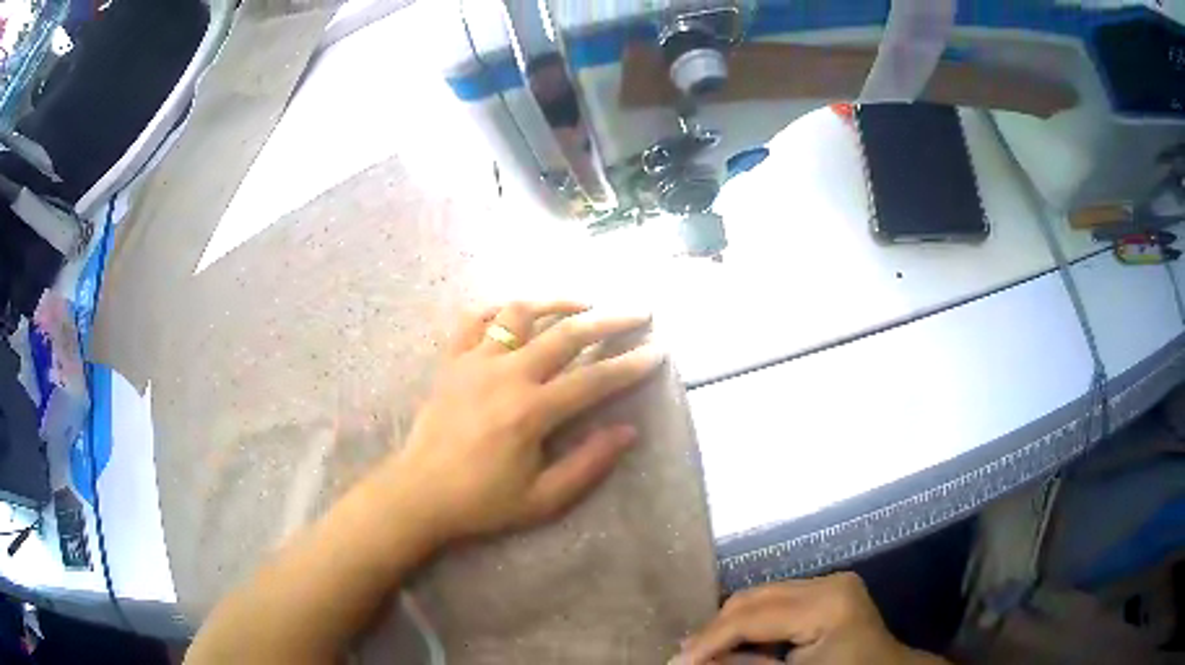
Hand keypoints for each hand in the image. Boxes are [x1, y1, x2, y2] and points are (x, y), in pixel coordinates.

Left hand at [379, 301, 663, 546]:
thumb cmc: (481, 502)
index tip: (658, 351)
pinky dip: (499, 310)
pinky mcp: (451, 362)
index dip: (630, 365)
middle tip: (637, 312)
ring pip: (519, 313)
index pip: (593, 379)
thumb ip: (587, 464)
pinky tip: (517, 313)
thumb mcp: (542, 499)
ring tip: (582, 303)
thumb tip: (627, 431)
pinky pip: (474, 321)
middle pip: (566, 334)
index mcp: (530, 412)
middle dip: (609, 320)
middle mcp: (505, 375)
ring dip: (555, 303)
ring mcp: (474, 362)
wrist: (419, 494)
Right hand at [677, 573, 948, 664]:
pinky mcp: (829, 591)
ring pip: (761, 597)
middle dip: (716, 630)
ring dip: (731, 626)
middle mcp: (828, 582)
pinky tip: (737, 645)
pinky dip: (753, 624)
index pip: (752, 616)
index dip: (708, 640)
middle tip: (685, 659)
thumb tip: (691, 661)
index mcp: (827, 603)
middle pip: (753, 598)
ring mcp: (831, 583)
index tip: (674, 662)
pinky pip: (777, 602)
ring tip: (706, 653)